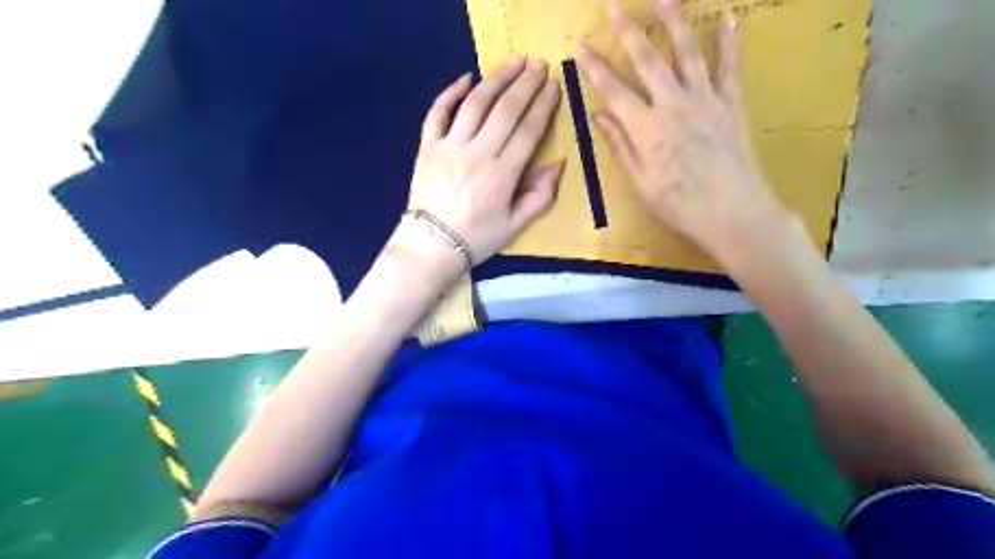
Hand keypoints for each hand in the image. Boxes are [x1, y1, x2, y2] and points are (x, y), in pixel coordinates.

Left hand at [397, 56, 567, 279]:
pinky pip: (437, 113)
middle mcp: (476, 155)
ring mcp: (448, 148)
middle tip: (539, 65)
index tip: (554, 86)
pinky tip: (466, 77)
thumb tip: (559, 165)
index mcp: (501, 176)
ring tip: (513, 62)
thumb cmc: (476, 238)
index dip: (543, 106)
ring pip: (474, 104)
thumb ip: (539, 197)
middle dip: (525, 84)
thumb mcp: (514, 226)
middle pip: (504, 110)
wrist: (431, 246)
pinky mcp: (427, 147)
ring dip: (496, 79)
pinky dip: (450, 92)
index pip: (527, 131)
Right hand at [576, 0, 794, 260]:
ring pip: (687, 52)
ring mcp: (705, 101)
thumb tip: (599, 114)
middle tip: (614, 6)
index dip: (594, 66)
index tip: (580, 45)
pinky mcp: (731, 104)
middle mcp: (672, 105)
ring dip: (673, 22)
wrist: (733, 213)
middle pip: (647, 60)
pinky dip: (728, 43)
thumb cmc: (680, 205)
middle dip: (627, 31)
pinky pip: (729, 67)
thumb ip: (621, 144)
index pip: (613, 90)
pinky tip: (728, 20)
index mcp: (646, 129)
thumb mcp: (641, 182)